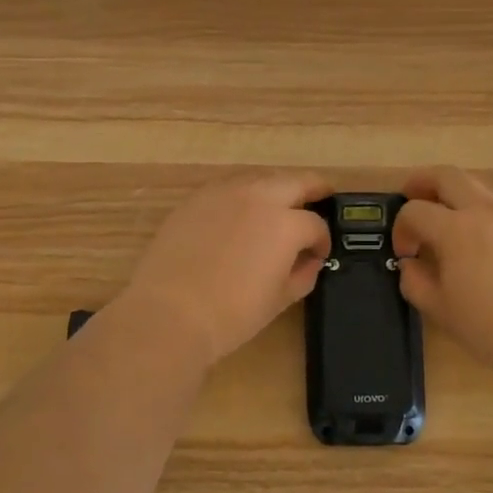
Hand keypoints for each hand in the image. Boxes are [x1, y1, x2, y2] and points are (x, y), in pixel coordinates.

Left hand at [117, 171, 332, 368]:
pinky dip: (243, 196)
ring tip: (278, 207)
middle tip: (320, 199)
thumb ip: (304, 273)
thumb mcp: (280, 299)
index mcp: (286, 223)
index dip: (322, 241)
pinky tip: (240, 214)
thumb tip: (310, 260)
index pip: (316, 224)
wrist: (170, 313)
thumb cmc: (232, 314)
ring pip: (261, 179)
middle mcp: (259, 197)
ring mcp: (225, 192)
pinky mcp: (197, 198)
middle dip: (313, 190)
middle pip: (296, 181)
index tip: (318, 254)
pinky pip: (230, 187)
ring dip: (277, 189)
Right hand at [393, 166, 492, 380]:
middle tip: (412, 199)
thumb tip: (410, 265)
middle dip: (423, 182)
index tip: (404, 254)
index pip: (414, 210)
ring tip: (449, 229)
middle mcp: (486, 211)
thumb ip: (416, 283)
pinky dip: (483, 219)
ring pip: (478, 190)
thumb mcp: (443, 312)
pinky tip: (486, 252)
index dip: (400, 228)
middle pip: (447, 176)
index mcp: (456, 228)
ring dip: (456, 199)